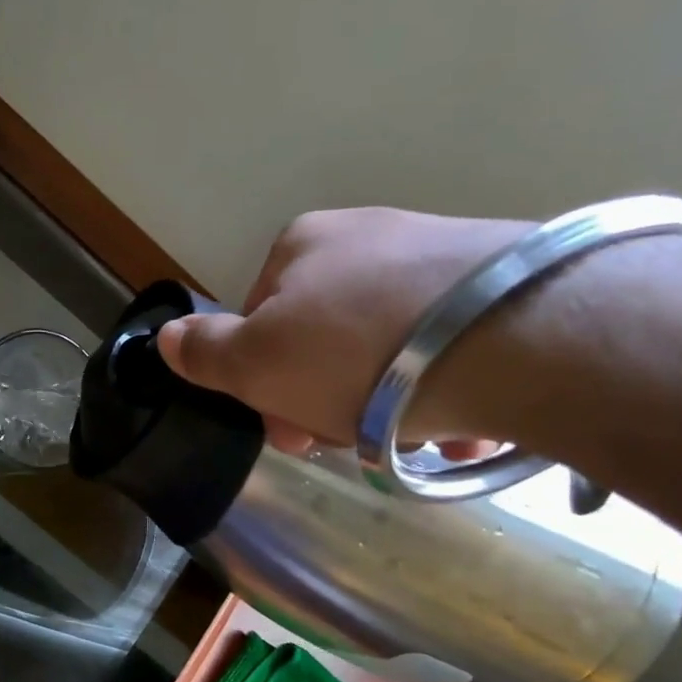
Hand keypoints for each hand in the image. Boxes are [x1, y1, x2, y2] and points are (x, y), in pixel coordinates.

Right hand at [156, 207, 529, 452]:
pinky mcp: (507, 280)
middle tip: (348, 446)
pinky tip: (463, 425)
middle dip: (326, 398)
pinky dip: (447, 389)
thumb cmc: (355, 352)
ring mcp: (441, 252)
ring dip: (388, 404)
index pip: (259, 322)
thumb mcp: (255, 364)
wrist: (517, 336)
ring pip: (390, 347)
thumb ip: (204, 352)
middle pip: (324, 336)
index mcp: (301, 246)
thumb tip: (164, 337)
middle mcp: (368, 235)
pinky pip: (453, 345)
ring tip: (415, 443)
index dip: (264, 384)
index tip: (291, 433)